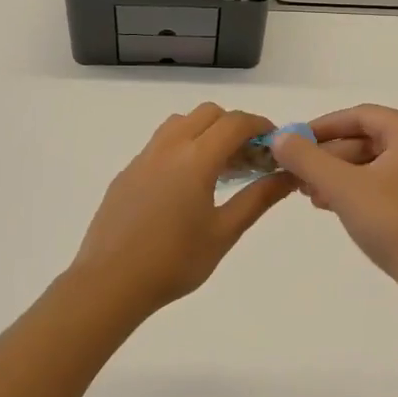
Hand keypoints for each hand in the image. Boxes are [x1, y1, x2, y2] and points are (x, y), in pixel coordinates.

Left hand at [71, 103, 294, 315]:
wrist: (109, 282)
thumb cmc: (174, 261)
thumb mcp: (224, 232)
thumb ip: (259, 198)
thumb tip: (288, 176)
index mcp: (195, 158)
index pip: (235, 123)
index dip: (260, 126)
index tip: (275, 143)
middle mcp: (169, 146)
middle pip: (208, 114)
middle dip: (234, 126)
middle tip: (250, 157)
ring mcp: (144, 157)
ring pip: (180, 123)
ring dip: (205, 131)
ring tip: (218, 167)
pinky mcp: (127, 172)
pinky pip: (160, 143)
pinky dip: (182, 146)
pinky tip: (185, 185)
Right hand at [270, 104, 397, 313]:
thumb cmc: (394, 224)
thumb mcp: (343, 187)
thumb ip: (307, 158)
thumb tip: (280, 137)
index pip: (360, 116)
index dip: (323, 126)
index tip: (294, 141)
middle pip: (368, 139)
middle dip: (329, 156)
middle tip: (297, 173)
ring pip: (376, 163)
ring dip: (340, 175)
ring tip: (309, 194)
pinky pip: (388, 183)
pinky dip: (359, 189)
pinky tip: (333, 205)